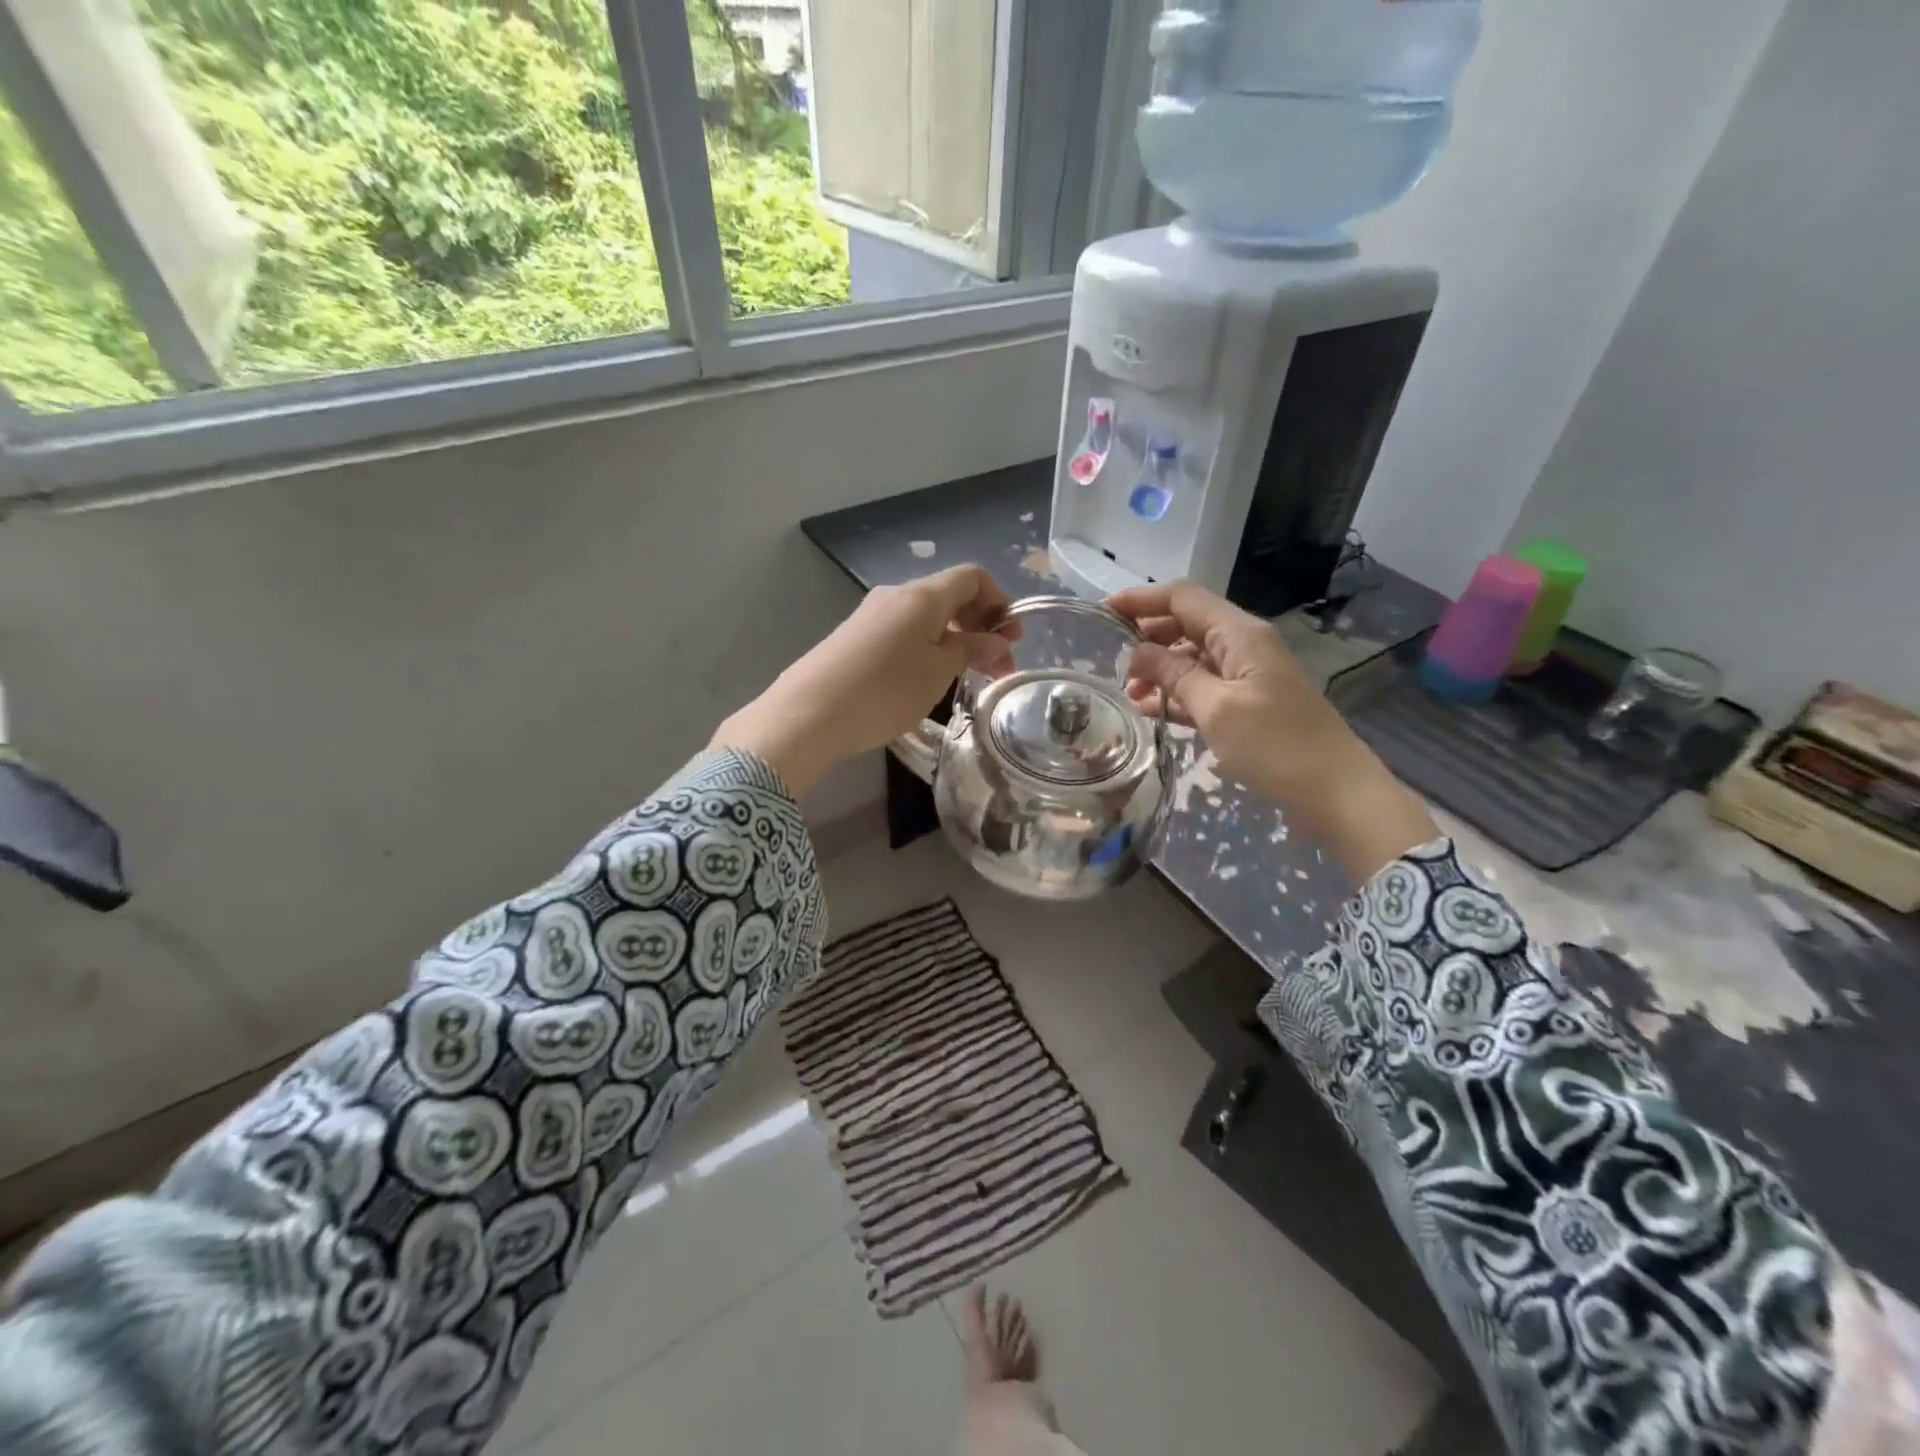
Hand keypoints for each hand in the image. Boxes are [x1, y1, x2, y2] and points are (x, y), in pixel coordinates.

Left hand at [712, 566, 1016, 796]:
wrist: (808, 713)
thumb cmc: (885, 690)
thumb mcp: (938, 672)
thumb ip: (971, 650)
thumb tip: (997, 639)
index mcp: (923, 595)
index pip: (972, 577)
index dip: (999, 601)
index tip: (1012, 638)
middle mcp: (896, 594)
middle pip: (950, 596)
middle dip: (980, 626)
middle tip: (996, 666)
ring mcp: (872, 615)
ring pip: (926, 616)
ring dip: (953, 640)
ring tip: (963, 677)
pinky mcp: (854, 637)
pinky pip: (903, 631)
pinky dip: (927, 647)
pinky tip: (925, 679)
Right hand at [1107, 580, 1437, 881]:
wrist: (1335, 793)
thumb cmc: (1275, 746)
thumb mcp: (1216, 709)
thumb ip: (1174, 675)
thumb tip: (1137, 651)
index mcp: (1240, 634)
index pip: (1183, 598)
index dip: (1142, 601)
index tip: (1103, 613)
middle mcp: (1244, 645)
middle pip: (1187, 624)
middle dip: (1148, 637)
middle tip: (1112, 661)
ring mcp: (1247, 676)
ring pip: (1193, 658)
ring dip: (1160, 670)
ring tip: (1129, 693)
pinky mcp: (1248, 704)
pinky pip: (1204, 687)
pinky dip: (1177, 694)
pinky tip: (1151, 711)